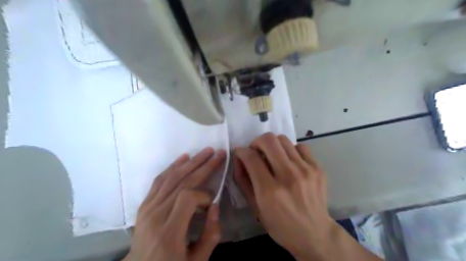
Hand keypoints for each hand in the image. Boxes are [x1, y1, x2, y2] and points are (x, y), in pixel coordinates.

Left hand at [124, 147, 225, 260]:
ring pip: (172, 177)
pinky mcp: (145, 204)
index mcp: (169, 232)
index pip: (187, 198)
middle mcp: (156, 215)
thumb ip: (210, 235)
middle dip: (203, 166)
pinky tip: (184, 158)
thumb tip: (216, 206)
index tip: (211, 204)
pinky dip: (172, 166)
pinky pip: (159, 180)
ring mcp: (148, 208)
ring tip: (206, 151)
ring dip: (191, 162)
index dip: (204, 195)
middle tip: (218, 154)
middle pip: (182, 182)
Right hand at [236, 134, 336, 259]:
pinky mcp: (318, 168)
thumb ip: (243, 181)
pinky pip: (300, 147)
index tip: (240, 153)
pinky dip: (290, 151)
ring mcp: (306, 170)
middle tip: (256, 152)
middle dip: (256, 142)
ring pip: (283, 139)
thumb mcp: (255, 208)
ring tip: (273, 157)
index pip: (251, 157)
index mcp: (270, 190)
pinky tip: (290, 162)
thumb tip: (239, 158)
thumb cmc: (280, 225)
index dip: (241, 151)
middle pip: (269, 140)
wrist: (315, 234)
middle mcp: (289, 176)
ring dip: (273, 145)